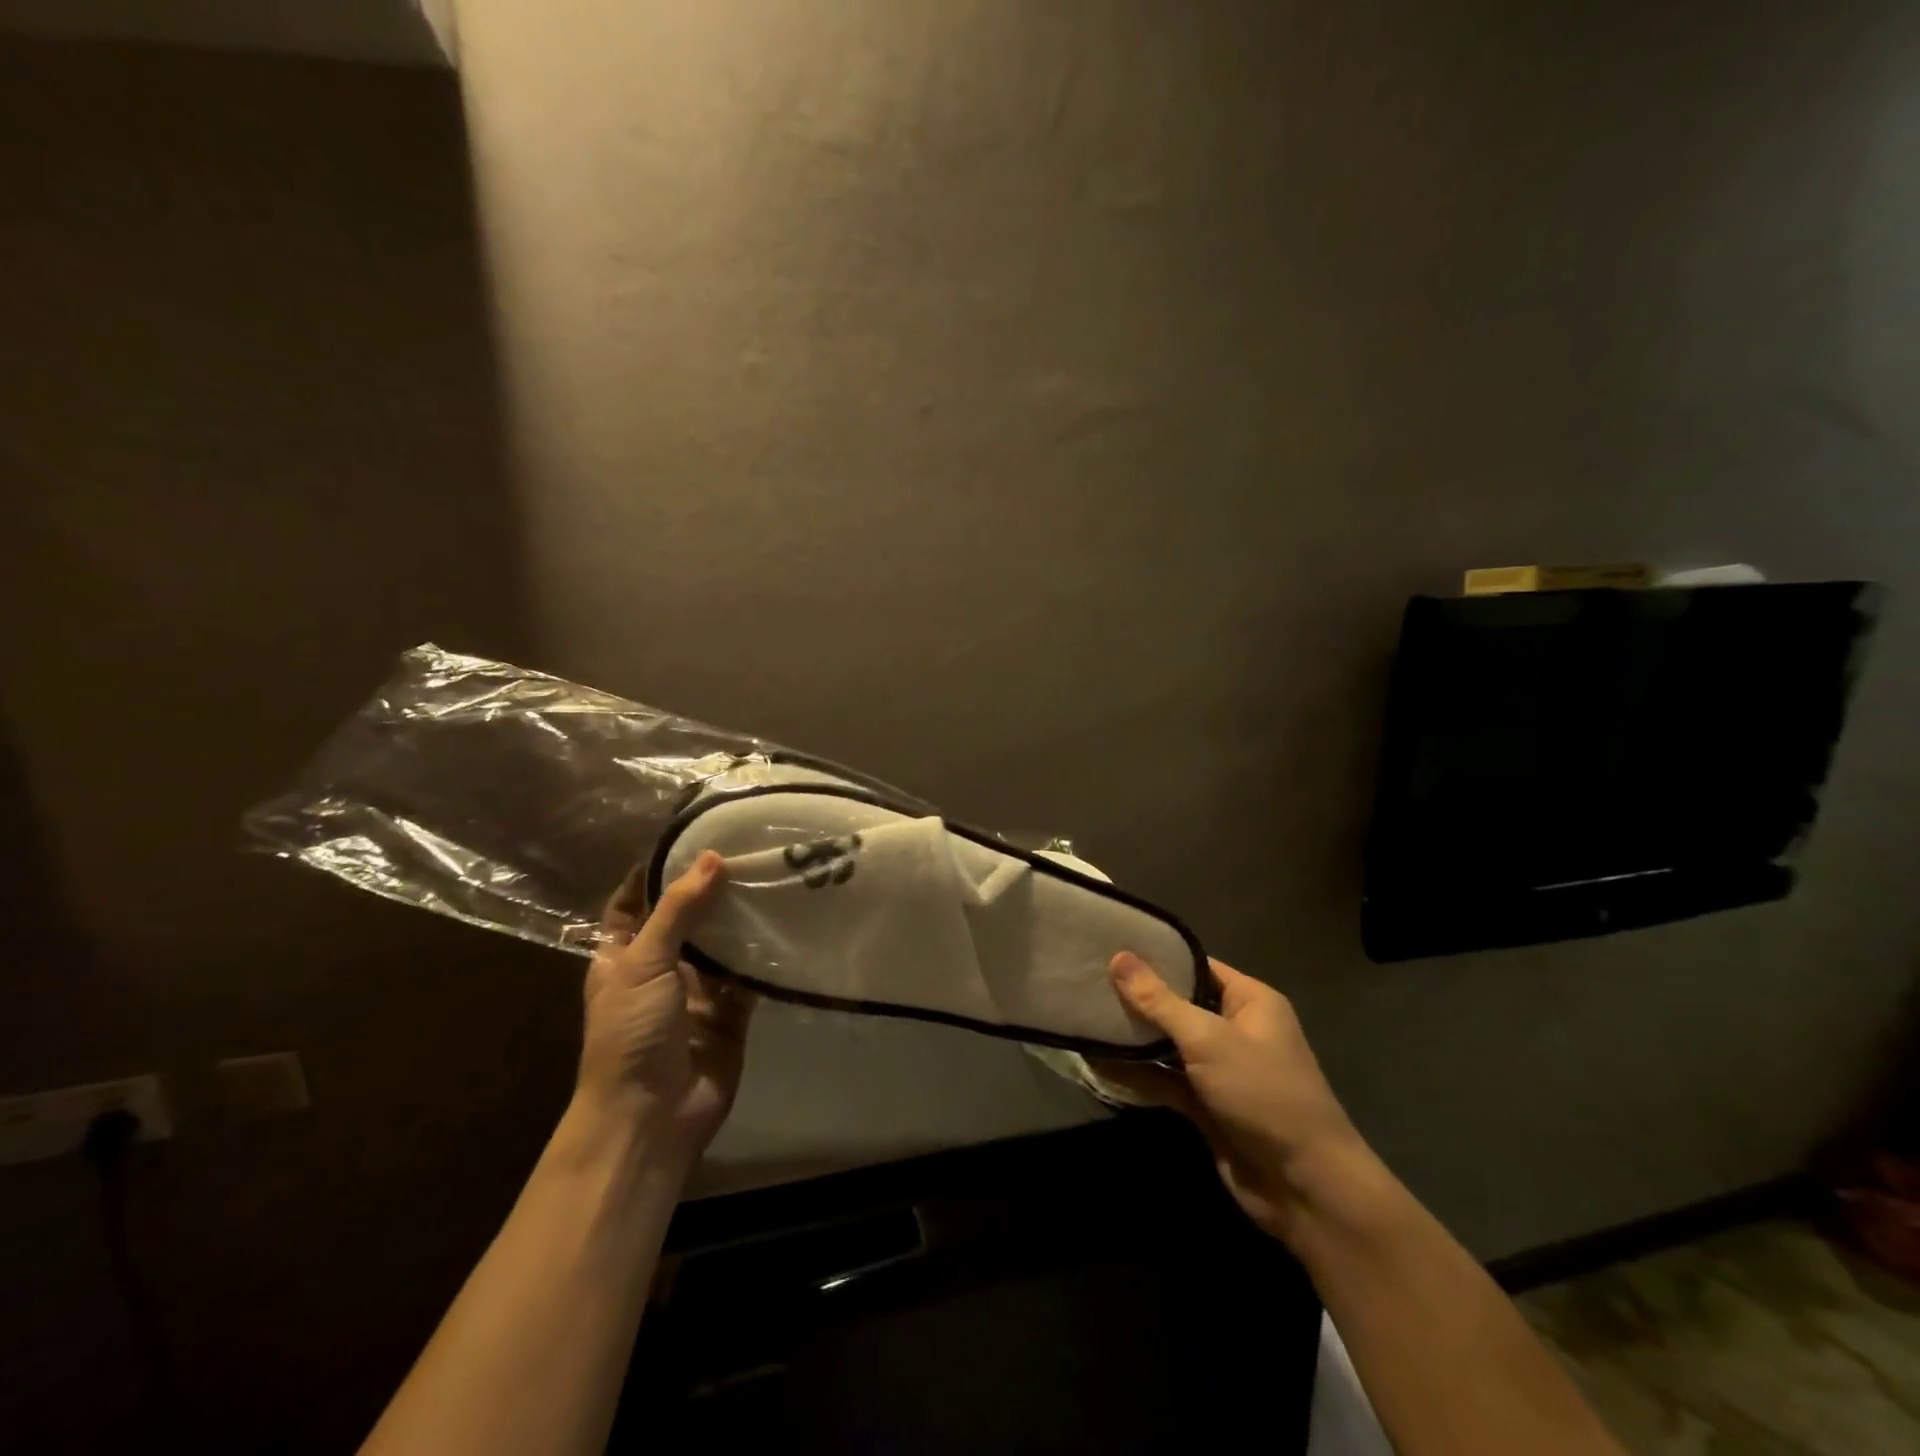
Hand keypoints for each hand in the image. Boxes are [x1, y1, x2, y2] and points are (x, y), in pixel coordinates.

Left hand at [577, 851, 754, 1166]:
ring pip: (723, 942)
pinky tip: (788, 920)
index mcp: (623, 954)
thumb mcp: (644, 962)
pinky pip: (750, 973)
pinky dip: (766, 952)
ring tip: (774, 873)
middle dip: (712, 888)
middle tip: (749, 847)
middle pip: (687, 917)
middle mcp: (661, 966)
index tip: (693, 835)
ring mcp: (698, 990)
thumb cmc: (631, 1032)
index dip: (658, 870)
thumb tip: (711, 857)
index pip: (637, 900)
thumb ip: (678, 909)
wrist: (651, 1117)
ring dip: (742, 916)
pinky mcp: (731, 1011)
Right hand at [1098, 954, 1364, 1241]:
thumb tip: (1118, 957)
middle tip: (1087, 980)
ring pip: (1168, 1045)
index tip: (1111, 946)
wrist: (1306, 1188)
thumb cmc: (1263, 1094)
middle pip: (1179, 1004)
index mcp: (1250, 1001)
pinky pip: (1166, 1081)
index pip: (1197, 966)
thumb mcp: (1208, 1039)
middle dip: (1138, 997)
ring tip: (1084, 1017)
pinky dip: (1138, 1075)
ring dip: (1134, 1038)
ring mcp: (1220, 1070)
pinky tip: (1099, 1065)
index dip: (1158, 956)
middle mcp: (1235, 1029)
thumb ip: (1160, 1001)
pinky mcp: (1206, 1106)